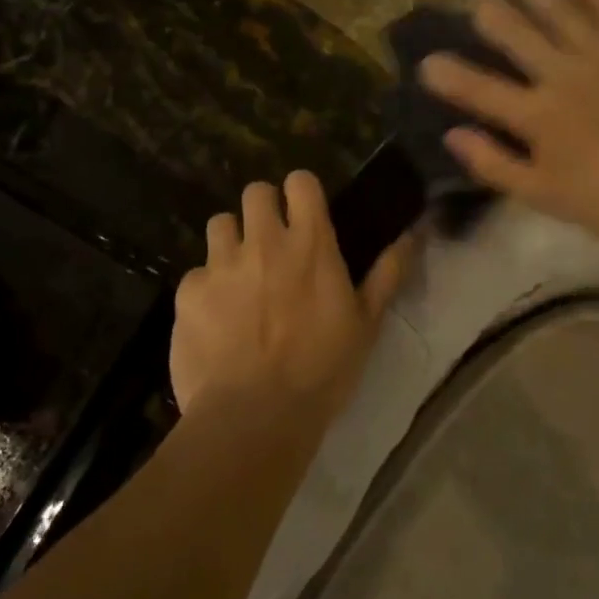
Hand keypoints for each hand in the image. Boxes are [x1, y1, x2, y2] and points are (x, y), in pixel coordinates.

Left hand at [170, 171, 411, 420]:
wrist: (255, 416)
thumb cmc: (322, 370)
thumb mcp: (366, 325)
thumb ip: (387, 274)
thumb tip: (411, 235)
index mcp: (310, 244)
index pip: (301, 182)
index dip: (301, 192)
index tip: (304, 212)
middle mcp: (263, 242)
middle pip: (255, 192)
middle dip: (263, 209)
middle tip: (270, 243)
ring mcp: (221, 264)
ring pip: (220, 223)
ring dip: (231, 241)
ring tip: (238, 275)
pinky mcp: (188, 292)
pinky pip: (196, 274)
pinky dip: (206, 289)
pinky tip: (214, 320)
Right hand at [419, 0, 598, 252]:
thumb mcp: (543, 196)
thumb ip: (494, 164)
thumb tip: (452, 135)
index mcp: (537, 116)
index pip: (480, 90)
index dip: (450, 75)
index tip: (427, 61)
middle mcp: (563, 75)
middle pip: (518, 37)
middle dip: (494, 18)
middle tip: (478, 3)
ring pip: (560, 11)